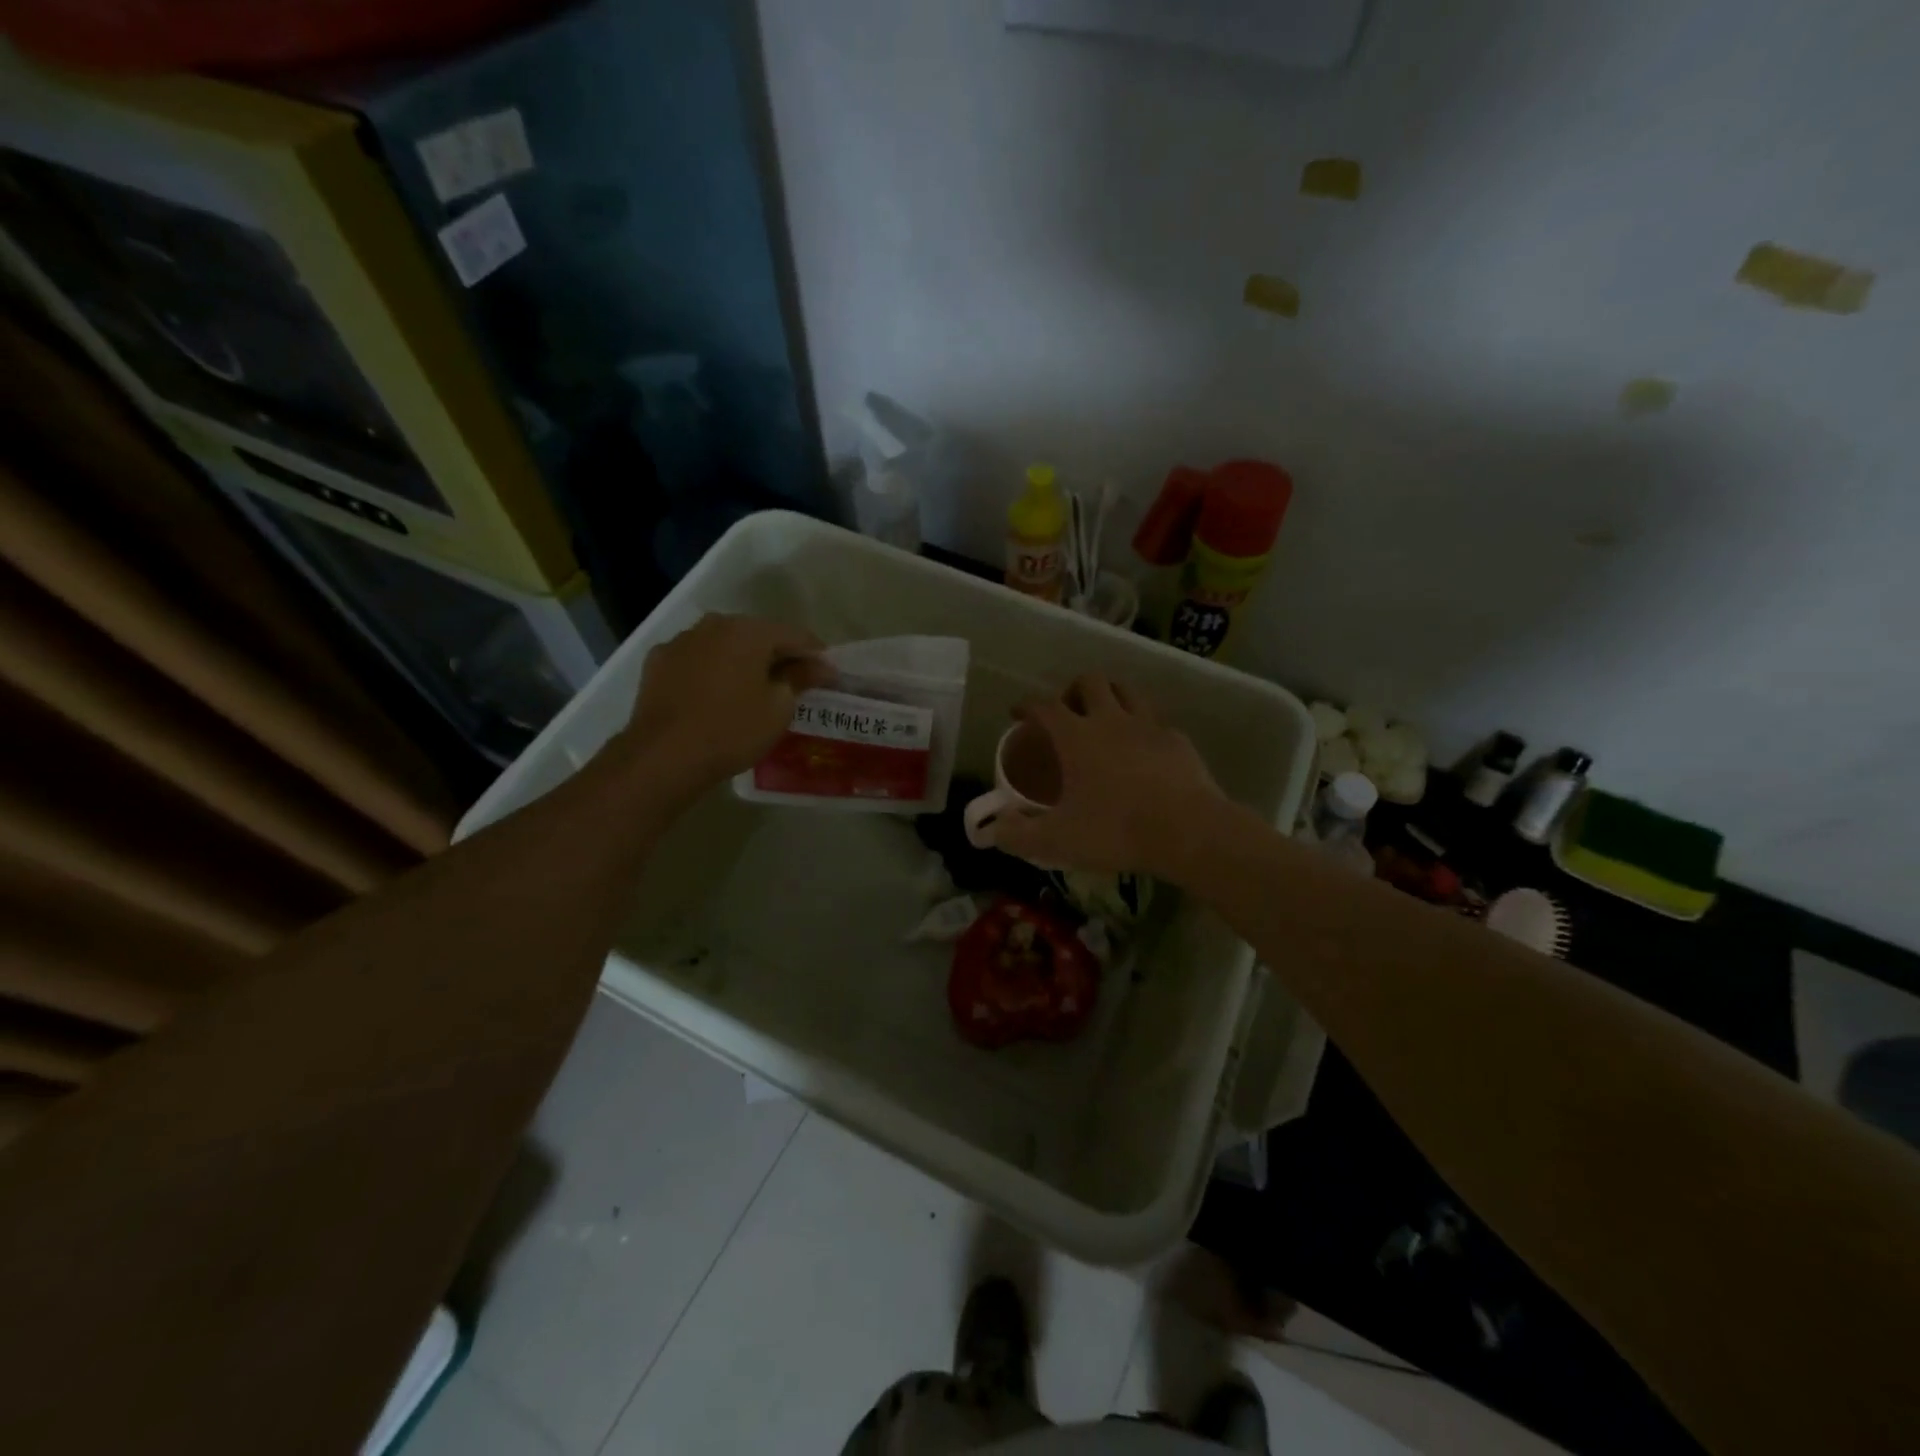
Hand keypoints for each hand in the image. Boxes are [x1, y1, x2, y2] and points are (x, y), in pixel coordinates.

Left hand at [620, 614, 830, 791]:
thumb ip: (799, 679)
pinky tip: (716, 694)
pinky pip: (696, 661)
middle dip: (778, 655)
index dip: (816, 654)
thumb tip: (818, 666)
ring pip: (724, 645)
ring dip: (742, 661)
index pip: (795, 635)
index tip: (829, 675)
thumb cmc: (732, 730)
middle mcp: (714, 625)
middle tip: (795, 681)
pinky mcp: (657, 662)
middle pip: (757, 635)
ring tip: (754, 689)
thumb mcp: (778, 708)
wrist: (662, 756)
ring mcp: (681, 641)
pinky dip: (711, 671)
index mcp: (748, 631)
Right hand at [992, 674, 1230, 881]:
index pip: (1044, 705)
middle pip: (1090, 682)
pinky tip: (1143, 751)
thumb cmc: (1116, 831)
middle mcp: (1111, 720)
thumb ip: (1018, 835)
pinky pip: (1156, 722)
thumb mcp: (1057, 841)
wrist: (1189, 833)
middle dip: (1072, 691)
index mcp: (1076, 736)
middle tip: (1067, 715)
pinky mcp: (1178, 741)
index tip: (1018, 714)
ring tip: (1104, 720)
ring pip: (1127, 691)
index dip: (1027, 705)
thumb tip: (993, 830)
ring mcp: (1149, 726)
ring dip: (1111, 697)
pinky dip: (1143, 728)